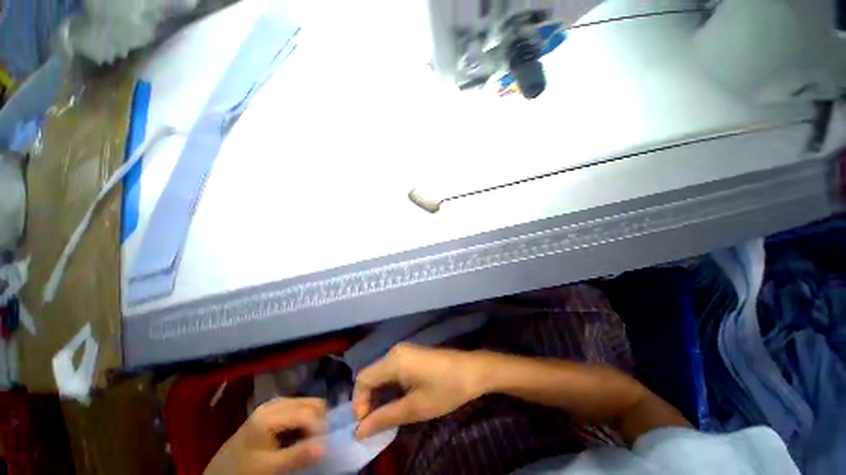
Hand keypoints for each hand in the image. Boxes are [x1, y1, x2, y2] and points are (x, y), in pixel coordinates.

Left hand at [204, 398, 325, 474]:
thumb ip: (297, 455)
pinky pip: (296, 409)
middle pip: (308, 403)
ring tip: (311, 440)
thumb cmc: (242, 470)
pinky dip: (303, 421)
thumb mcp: (269, 467)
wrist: (218, 473)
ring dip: (312, 420)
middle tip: (319, 442)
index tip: (324, 446)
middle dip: (318, 420)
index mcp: (270, 414)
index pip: (307, 412)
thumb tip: (325, 446)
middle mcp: (274, 404)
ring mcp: (272, 406)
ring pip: (305, 404)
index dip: (319, 427)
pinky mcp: (271, 412)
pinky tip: (300, 436)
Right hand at [353, 343, 483, 437]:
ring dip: (379, 395)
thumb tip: (359, 431)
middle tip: (376, 424)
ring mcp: (405, 351)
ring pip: (381, 373)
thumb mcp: (415, 408)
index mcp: (394, 360)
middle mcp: (396, 351)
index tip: (367, 425)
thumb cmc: (445, 389)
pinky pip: (392, 370)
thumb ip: (385, 418)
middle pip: (371, 375)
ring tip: (386, 416)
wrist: (473, 371)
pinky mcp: (413, 355)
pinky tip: (398, 400)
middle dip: (368, 400)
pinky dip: (389, 387)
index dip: (359, 403)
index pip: (363, 379)